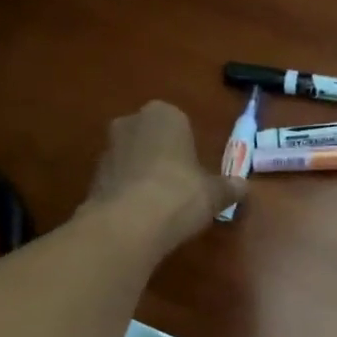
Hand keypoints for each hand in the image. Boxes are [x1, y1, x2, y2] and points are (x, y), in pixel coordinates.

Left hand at [80, 100, 246, 254]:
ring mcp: (107, 148)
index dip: (188, 151)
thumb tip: (244, 187)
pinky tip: (139, 219)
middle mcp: (131, 121)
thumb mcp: (213, 194)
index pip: (180, 125)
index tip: (195, 176)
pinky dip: (127, 195)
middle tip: (178, 191)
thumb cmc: (180, 194)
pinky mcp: (92, 176)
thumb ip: (228, 188)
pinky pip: (118, 182)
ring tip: (158, 210)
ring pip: (132, 160)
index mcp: (164, 114)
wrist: (130, 222)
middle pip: (152, 140)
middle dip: (162, 160)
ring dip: (142, 178)